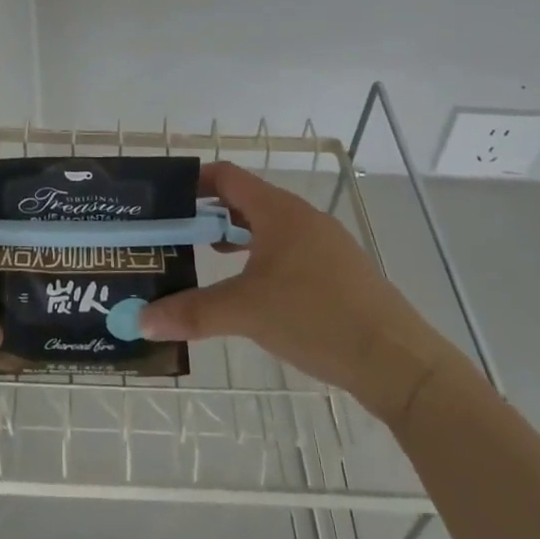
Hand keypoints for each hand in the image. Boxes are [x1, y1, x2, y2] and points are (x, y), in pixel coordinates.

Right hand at [137, 162, 455, 428]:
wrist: (398, 362)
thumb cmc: (317, 318)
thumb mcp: (246, 313)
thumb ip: (192, 312)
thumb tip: (142, 321)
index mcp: (279, 211)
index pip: (226, 176)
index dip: (192, 182)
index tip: (163, 201)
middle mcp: (302, 217)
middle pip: (244, 200)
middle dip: (207, 214)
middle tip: (174, 235)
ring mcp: (324, 244)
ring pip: (267, 227)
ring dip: (234, 237)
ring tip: (205, 258)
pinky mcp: (338, 271)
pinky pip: (287, 250)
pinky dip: (260, 257)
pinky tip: (251, 289)